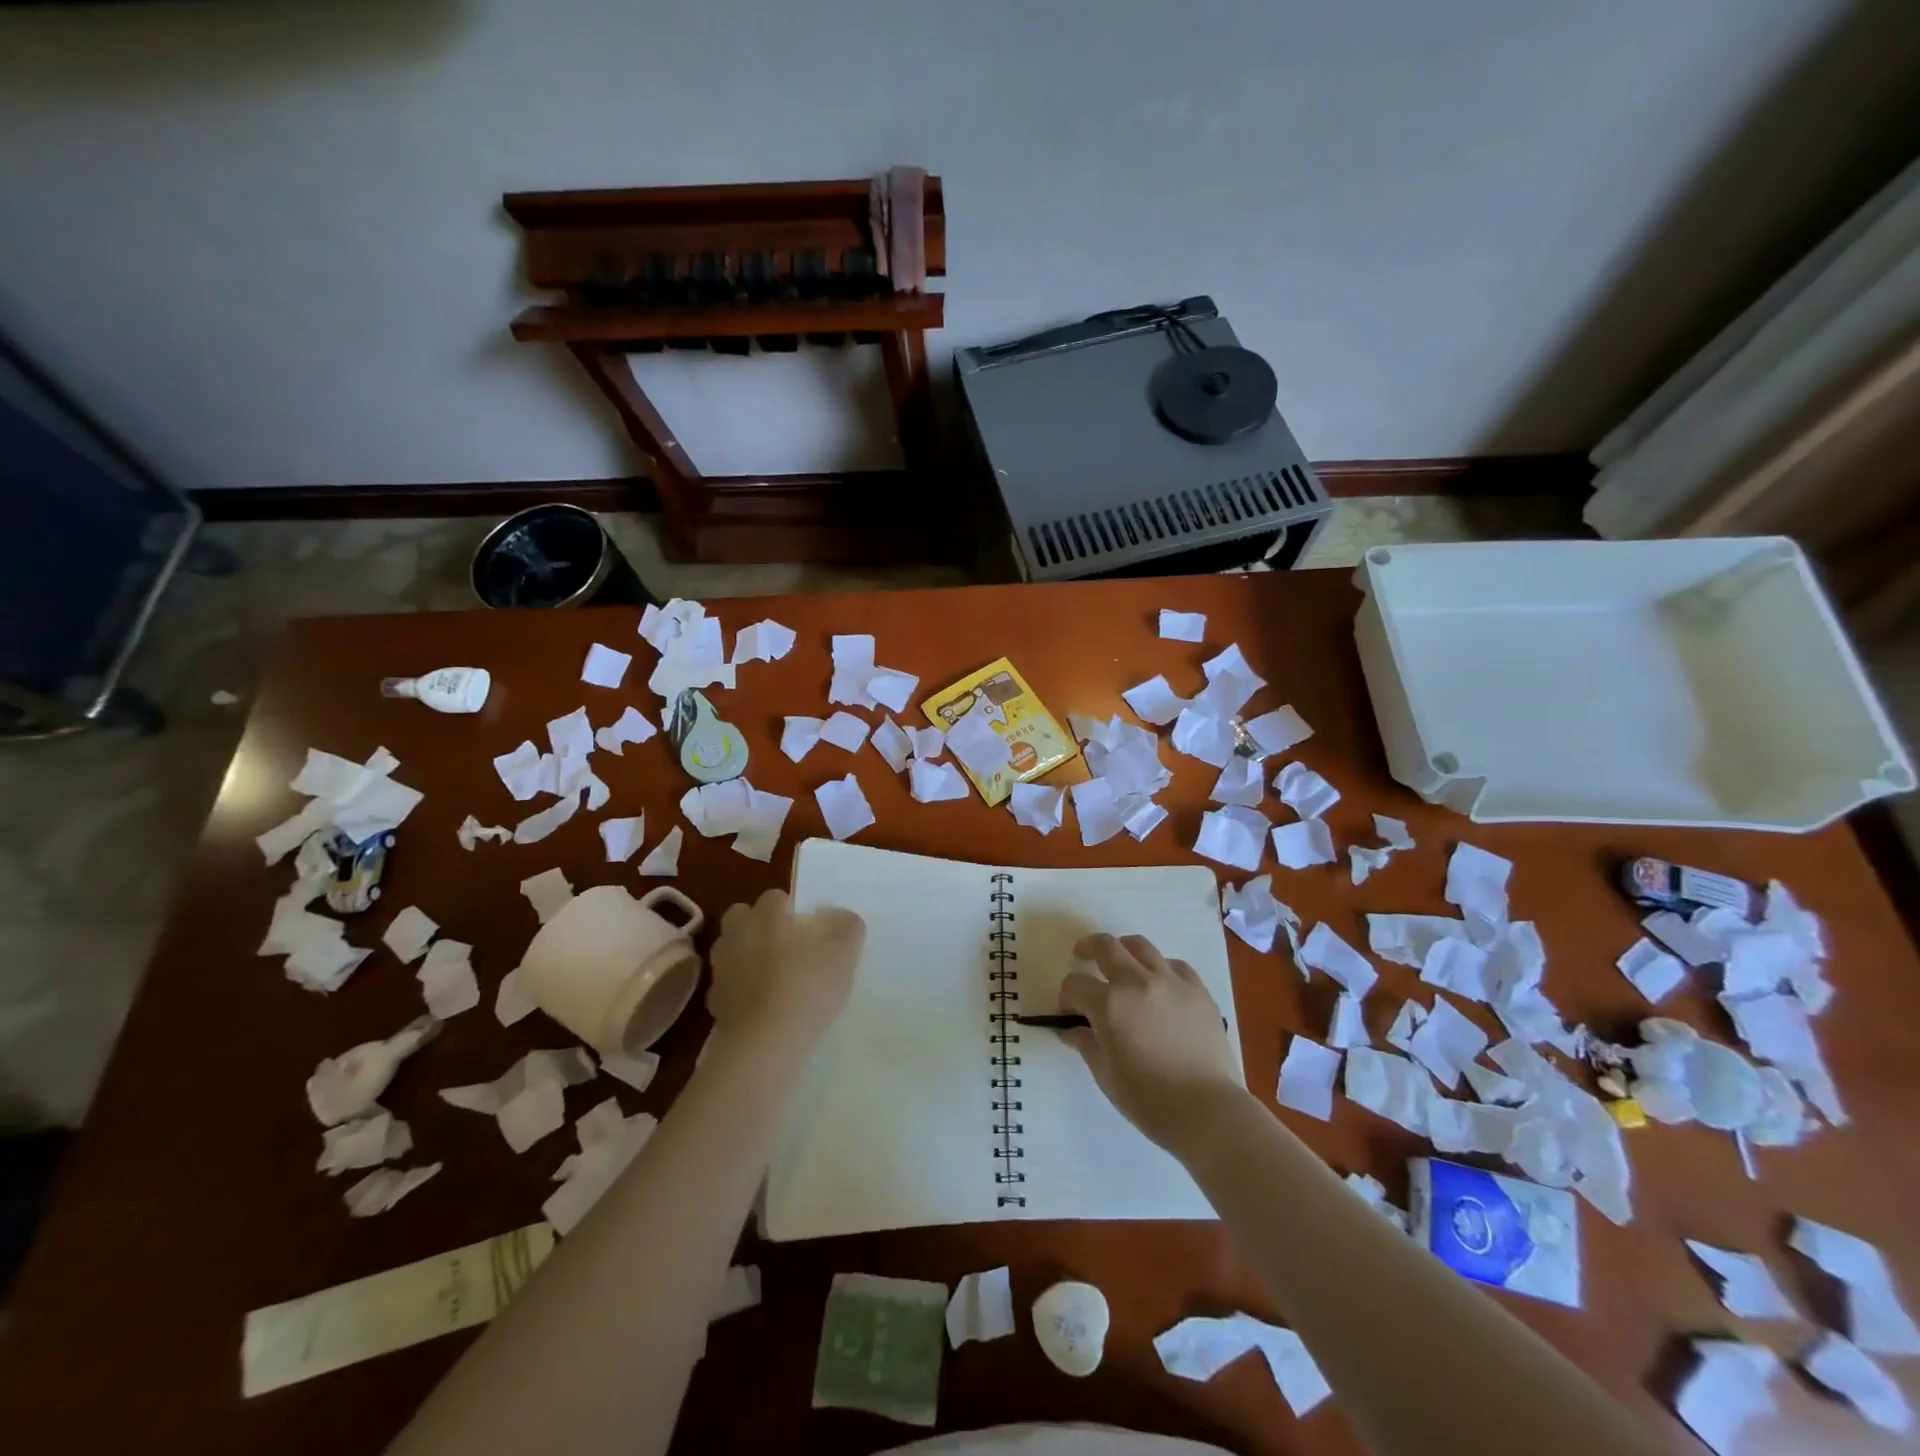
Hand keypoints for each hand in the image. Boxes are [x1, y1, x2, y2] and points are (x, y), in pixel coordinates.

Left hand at [707, 889, 864, 1062]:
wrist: (763, 1045)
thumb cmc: (806, 989)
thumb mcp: (844, 955)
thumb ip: (848, 928)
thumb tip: (843, 917)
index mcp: (767, 917)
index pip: (774, 896)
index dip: (790, 908)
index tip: (806, 927)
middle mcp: (738, 934)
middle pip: (741, 915)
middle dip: (757, 923)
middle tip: (784, 943)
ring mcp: (721, 968)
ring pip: (730, 947)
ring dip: (745, 953)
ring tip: (771, 973)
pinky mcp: (713, 1001)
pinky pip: (726, 983)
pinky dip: (738, 988)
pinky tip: (760, 1003)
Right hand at [1059, 933, 1242, 1152]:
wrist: (1209, 1111)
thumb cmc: (1149, 1100)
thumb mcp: (1106, 1075)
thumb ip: (1086, 1044)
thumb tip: (1072, 1029)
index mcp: (1110, 1004)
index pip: (1075, 985)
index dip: (1067, 997)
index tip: (1070, 1013)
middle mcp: (1138, 982)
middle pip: (1106, 946)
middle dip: (1088, 949)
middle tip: (1083, 956)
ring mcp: (1171, 982)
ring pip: (1140, 946)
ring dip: (1124, 950)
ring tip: (1122, 964)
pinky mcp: (1198, 990)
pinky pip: (1174, 965)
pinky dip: (1161, 969)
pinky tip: (1160, 985)